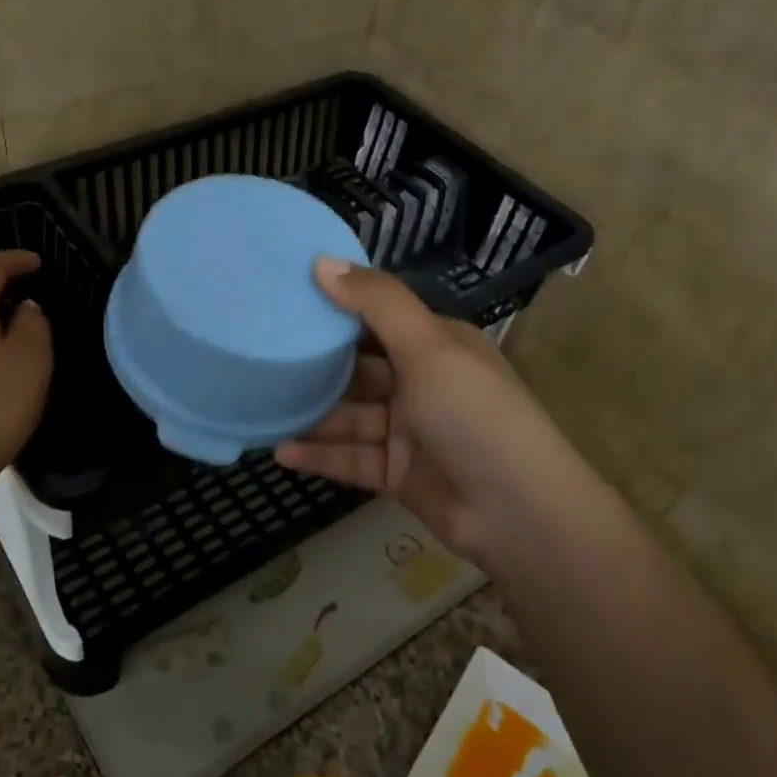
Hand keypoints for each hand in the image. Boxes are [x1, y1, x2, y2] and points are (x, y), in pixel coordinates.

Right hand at [274, 259, 588, 566]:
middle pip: (357, 368)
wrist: (518, 514)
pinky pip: (350, 459)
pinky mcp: (397, 474)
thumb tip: (322, 262)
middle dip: (315, 364)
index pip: (378, 318)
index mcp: (436, 345)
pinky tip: (280, 451)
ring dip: (312, 414)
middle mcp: (421, 383)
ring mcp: (408, 431)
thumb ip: (377, 303)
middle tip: (259, 354)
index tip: (284, 299)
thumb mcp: (429, 347)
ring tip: (260, 406)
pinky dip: (320, 455)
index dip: (335, 307)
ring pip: (349, 415)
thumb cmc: (474, 415)